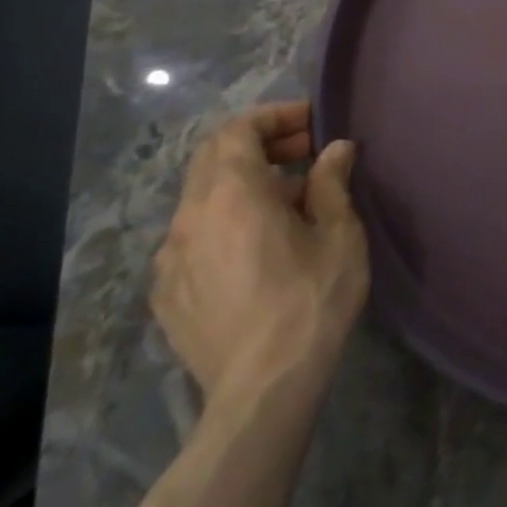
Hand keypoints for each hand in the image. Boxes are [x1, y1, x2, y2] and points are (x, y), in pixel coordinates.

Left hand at [151, 101, 368, 405]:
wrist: (264, 389)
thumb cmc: (311, 299)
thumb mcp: (339, 233)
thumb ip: (332, 182)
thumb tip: (336, 149)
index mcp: (231, 193)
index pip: (238, 129)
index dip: (275, 117)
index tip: (314, 124)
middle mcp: (189, 217)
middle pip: (213, 157)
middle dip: (260, 145)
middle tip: (306, 153)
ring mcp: (170, 259)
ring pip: (202, 199)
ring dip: (244, 185)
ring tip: (290, 204)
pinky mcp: (167, 294)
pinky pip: (193, 238)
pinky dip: (225, 222)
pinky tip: (257, 249)